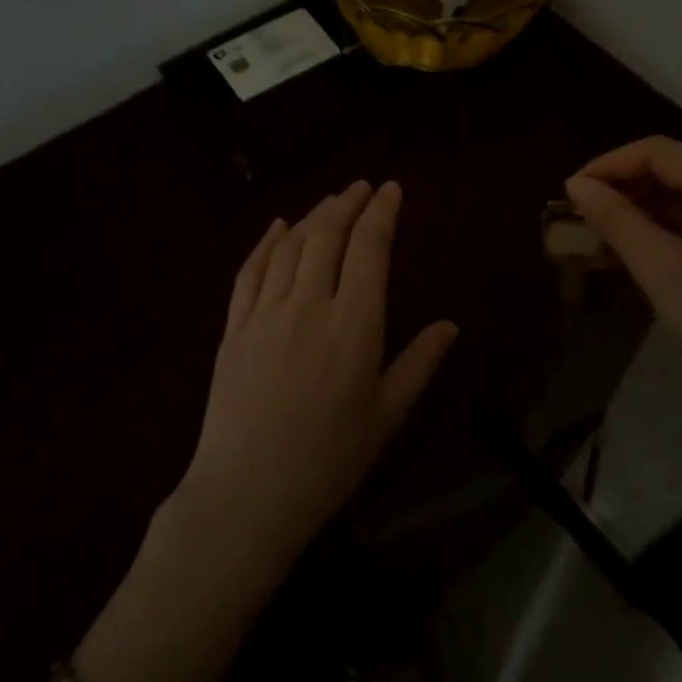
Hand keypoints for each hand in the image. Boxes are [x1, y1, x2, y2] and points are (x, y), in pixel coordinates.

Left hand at [178, 180, 457, 569]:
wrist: (245, 495)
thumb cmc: (327, 461)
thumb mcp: (385, 417)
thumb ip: (418, 364)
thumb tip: (450, 325)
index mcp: (354, 326)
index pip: (369, 249)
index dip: (382, 212)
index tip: (391, 189)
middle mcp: (308, 306)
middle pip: (327, 235)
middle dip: (347, 203)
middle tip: (362, 187)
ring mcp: (264, 314)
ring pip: (289, 245)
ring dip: (312, 215)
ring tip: (330, 202)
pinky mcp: (232, 328)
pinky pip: (250, 270)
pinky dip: (266, 242)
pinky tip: (278, 227)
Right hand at [566, 137, 681, 434]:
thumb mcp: (661, 268)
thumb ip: (616, 219)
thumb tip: (576, 185)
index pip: (657, 151)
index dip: (608, 165)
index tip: (569, 193)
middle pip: (670, 170)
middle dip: (620, 189)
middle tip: (578, 216)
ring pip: (679, 199)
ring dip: (635, 213)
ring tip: (593, 236)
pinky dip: (657, 233)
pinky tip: (625, 254)